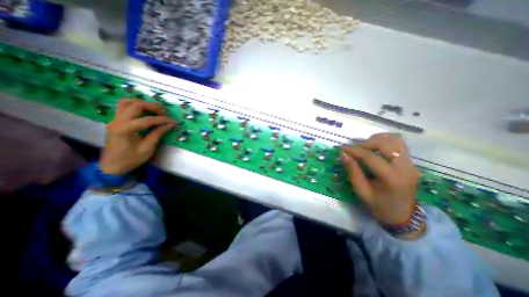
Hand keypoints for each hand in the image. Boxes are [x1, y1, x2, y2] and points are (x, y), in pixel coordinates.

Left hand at [98, 98, 174, 174]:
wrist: (111, 166)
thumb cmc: (131, 159)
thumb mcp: (147, 148)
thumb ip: (158, 134)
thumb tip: (170, 124)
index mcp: (125, 130)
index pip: (148, 119)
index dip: (163, 119)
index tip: (173, 121)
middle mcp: (117, 121)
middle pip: (136, 105)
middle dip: (153, 107)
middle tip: (164, 113)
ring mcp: (114, 119)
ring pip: (126, 102)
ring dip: (142, 103)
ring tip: (153, 110)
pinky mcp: (115, 121)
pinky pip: (122, 106)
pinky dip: (134, 105)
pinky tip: (144, 111)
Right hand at [344, 135, 421, 229]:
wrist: (402, 215)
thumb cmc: (379, 206)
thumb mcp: (361, 191)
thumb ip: (353, 172)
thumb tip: (343, 155)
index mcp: (392, 178)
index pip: (370, 157)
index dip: (353, 150)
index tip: (341, 148)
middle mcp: (405, 167)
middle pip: (385, 144)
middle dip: (365, 143)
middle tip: (352, 149)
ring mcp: (410, 163)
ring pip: (394, 139)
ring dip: (376, 139)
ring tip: (363, 146)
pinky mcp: (410, 161)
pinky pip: (398, 143)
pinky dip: (384, 141)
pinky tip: (374, 146)